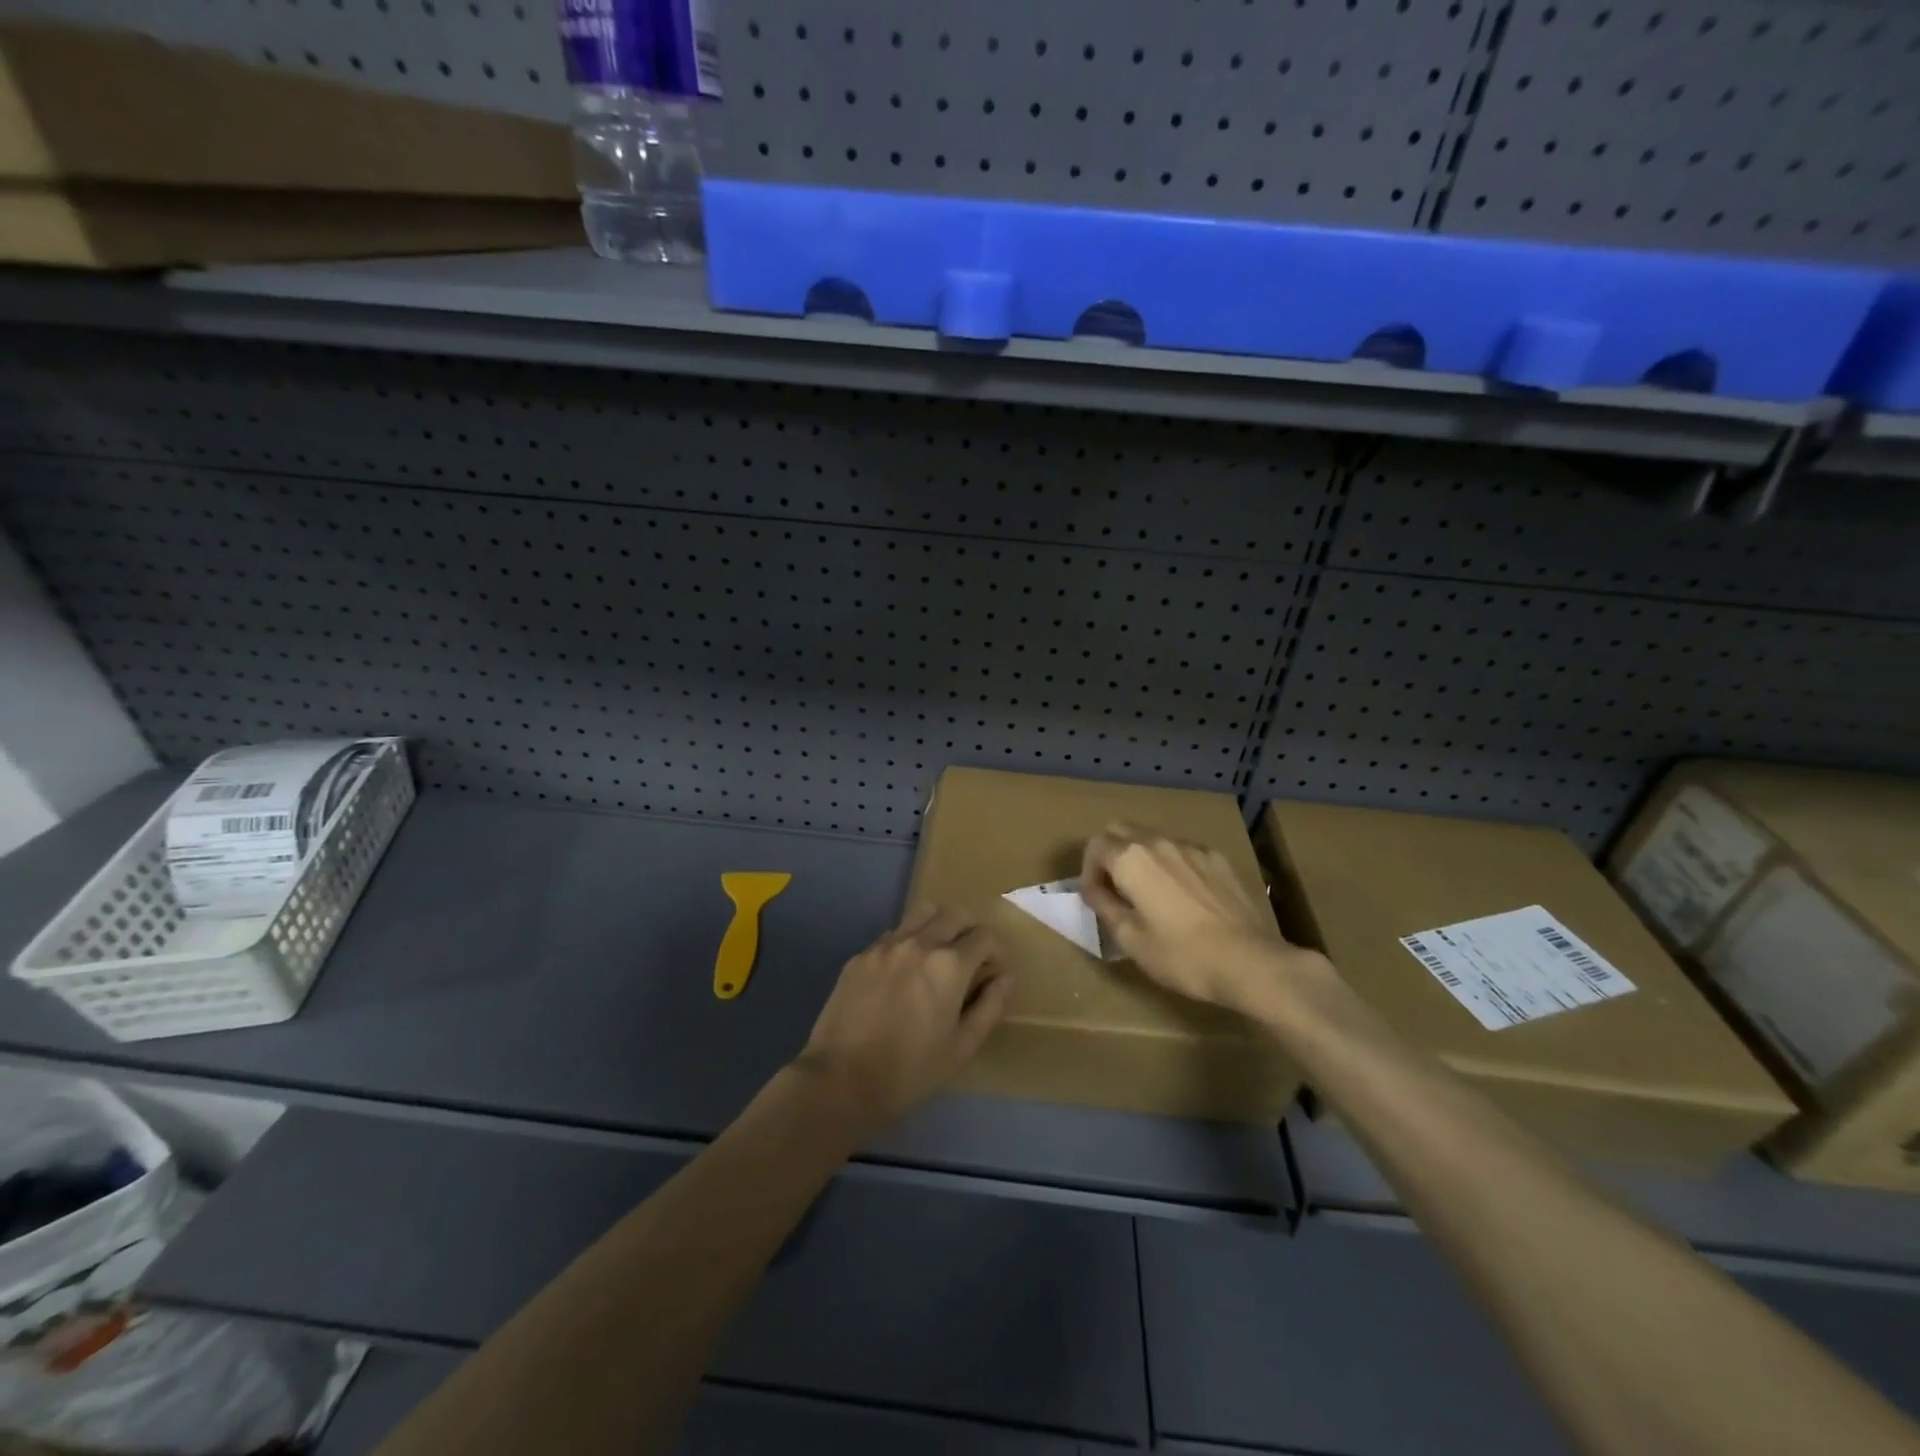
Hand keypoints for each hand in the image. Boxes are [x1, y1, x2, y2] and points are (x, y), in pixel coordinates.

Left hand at [793, 905, 1013, 1135]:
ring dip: (937, 926)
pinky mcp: (860, 956)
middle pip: (954, 914)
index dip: (996, 952)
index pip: (985, 937)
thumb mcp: (962, 1047)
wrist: (841, 1080)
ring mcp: (885, 945)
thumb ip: (990, 1006)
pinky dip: (907, 942)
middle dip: (969, 931)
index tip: (994, 971)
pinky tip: (902, 972)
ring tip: (937, 956)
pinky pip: (892, 934)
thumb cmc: (910, 1071)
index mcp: (949, 965)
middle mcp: (919, 943)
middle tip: (969, 960)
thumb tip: (1007, 977)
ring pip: (921, 913)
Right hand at [1080, 824, 1328, 1017]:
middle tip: (1116, 890)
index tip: (1096, 898)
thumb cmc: (1181, 955)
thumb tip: (1093, 889)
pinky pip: (1182, 851)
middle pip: (1121, 830)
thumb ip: (1104, 906)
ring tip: (1150, 894)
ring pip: (1153, 838)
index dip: (1088, 871)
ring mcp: (1192, 847)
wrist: (1249, 962)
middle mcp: (1159, 842)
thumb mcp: (1130, 939)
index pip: (1095, 845)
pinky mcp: (1217, 859)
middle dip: (1110, 854)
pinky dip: (1171, 864)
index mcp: (1131, 859)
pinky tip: (1184, 896)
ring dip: (1141, 858)